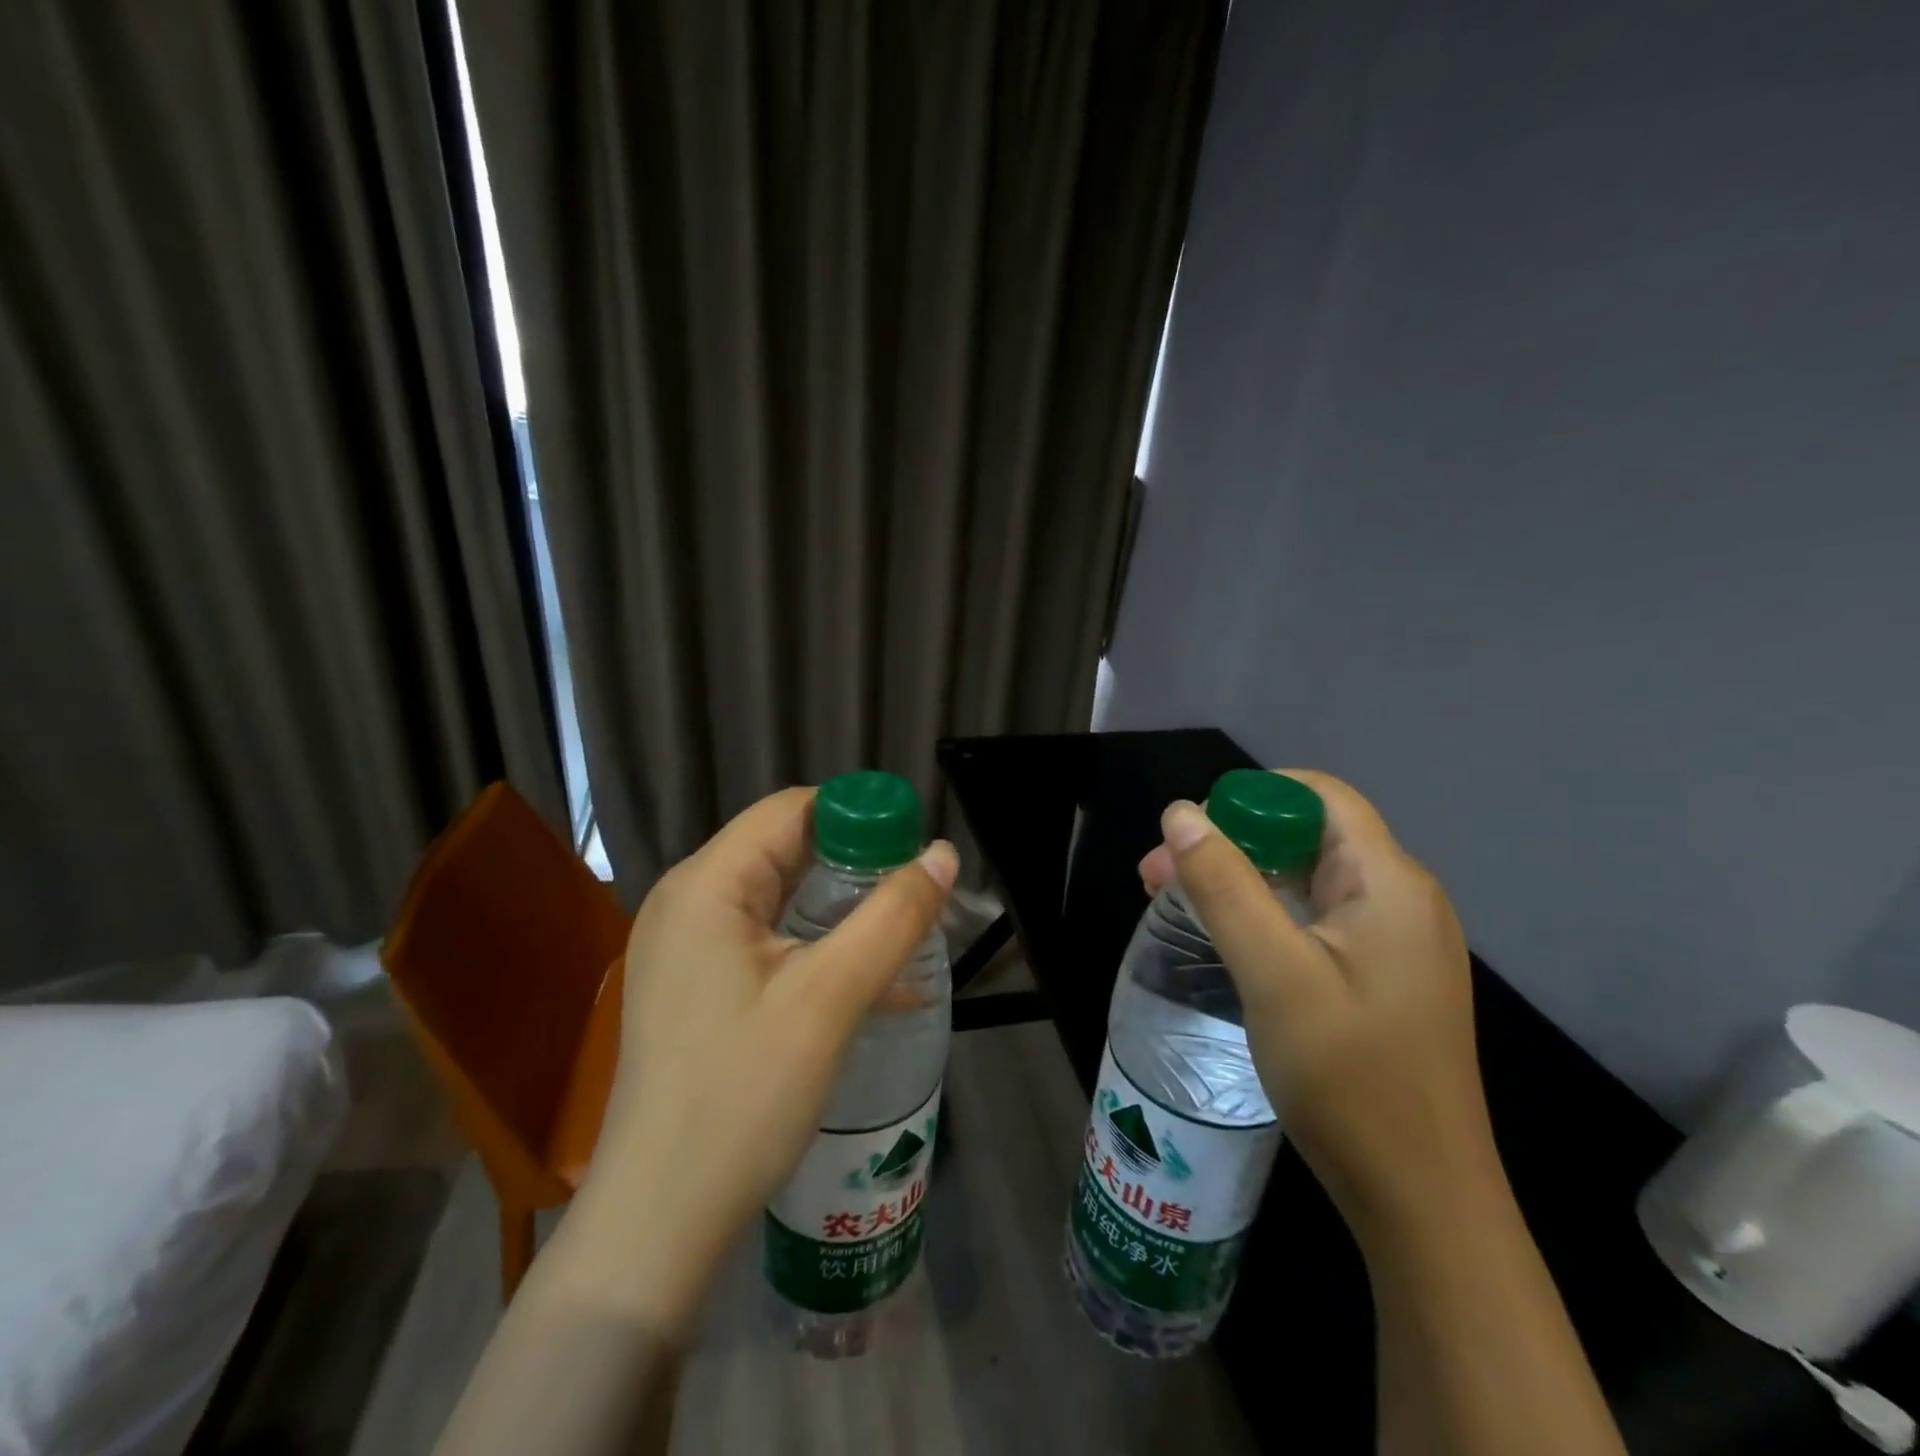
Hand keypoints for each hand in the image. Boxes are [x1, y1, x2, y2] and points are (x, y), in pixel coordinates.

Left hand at [557, 787, 957, 1330]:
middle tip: (917, 890)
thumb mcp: (830, 998)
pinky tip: (867, 976)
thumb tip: (943, 852)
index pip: (791, 810)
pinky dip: (815, 942)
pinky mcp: (695, 983)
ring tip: (902, 926)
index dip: (858, 816)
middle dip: (855, 862)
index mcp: (706, 884)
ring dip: (841, 905)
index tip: (914, 845)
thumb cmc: (742, 1095)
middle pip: (784, 848)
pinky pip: (765, 938)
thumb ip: (892, 917)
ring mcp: (685, 944)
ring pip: (778, 895)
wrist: (660, 1218)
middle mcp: (687, 900)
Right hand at [1139, 770, 1499, 1245]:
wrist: (1421, 1203)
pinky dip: (1262, 915)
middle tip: (1158, 876)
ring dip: (1238, 880)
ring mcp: (1393, 942)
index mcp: (1389, 883)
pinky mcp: (1379, 977)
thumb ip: (1225, 886)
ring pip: (1304, 880)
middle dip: (1229, 843)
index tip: (1191, 832)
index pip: (1319, 796)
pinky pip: (1313, 920)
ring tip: (1173, 903)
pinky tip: (1222, 938)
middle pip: (1306, 836)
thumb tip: (1181, 813)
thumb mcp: (1274, 973)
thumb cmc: (1350, 1079)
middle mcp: (1399, 899)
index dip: (1251, 797)